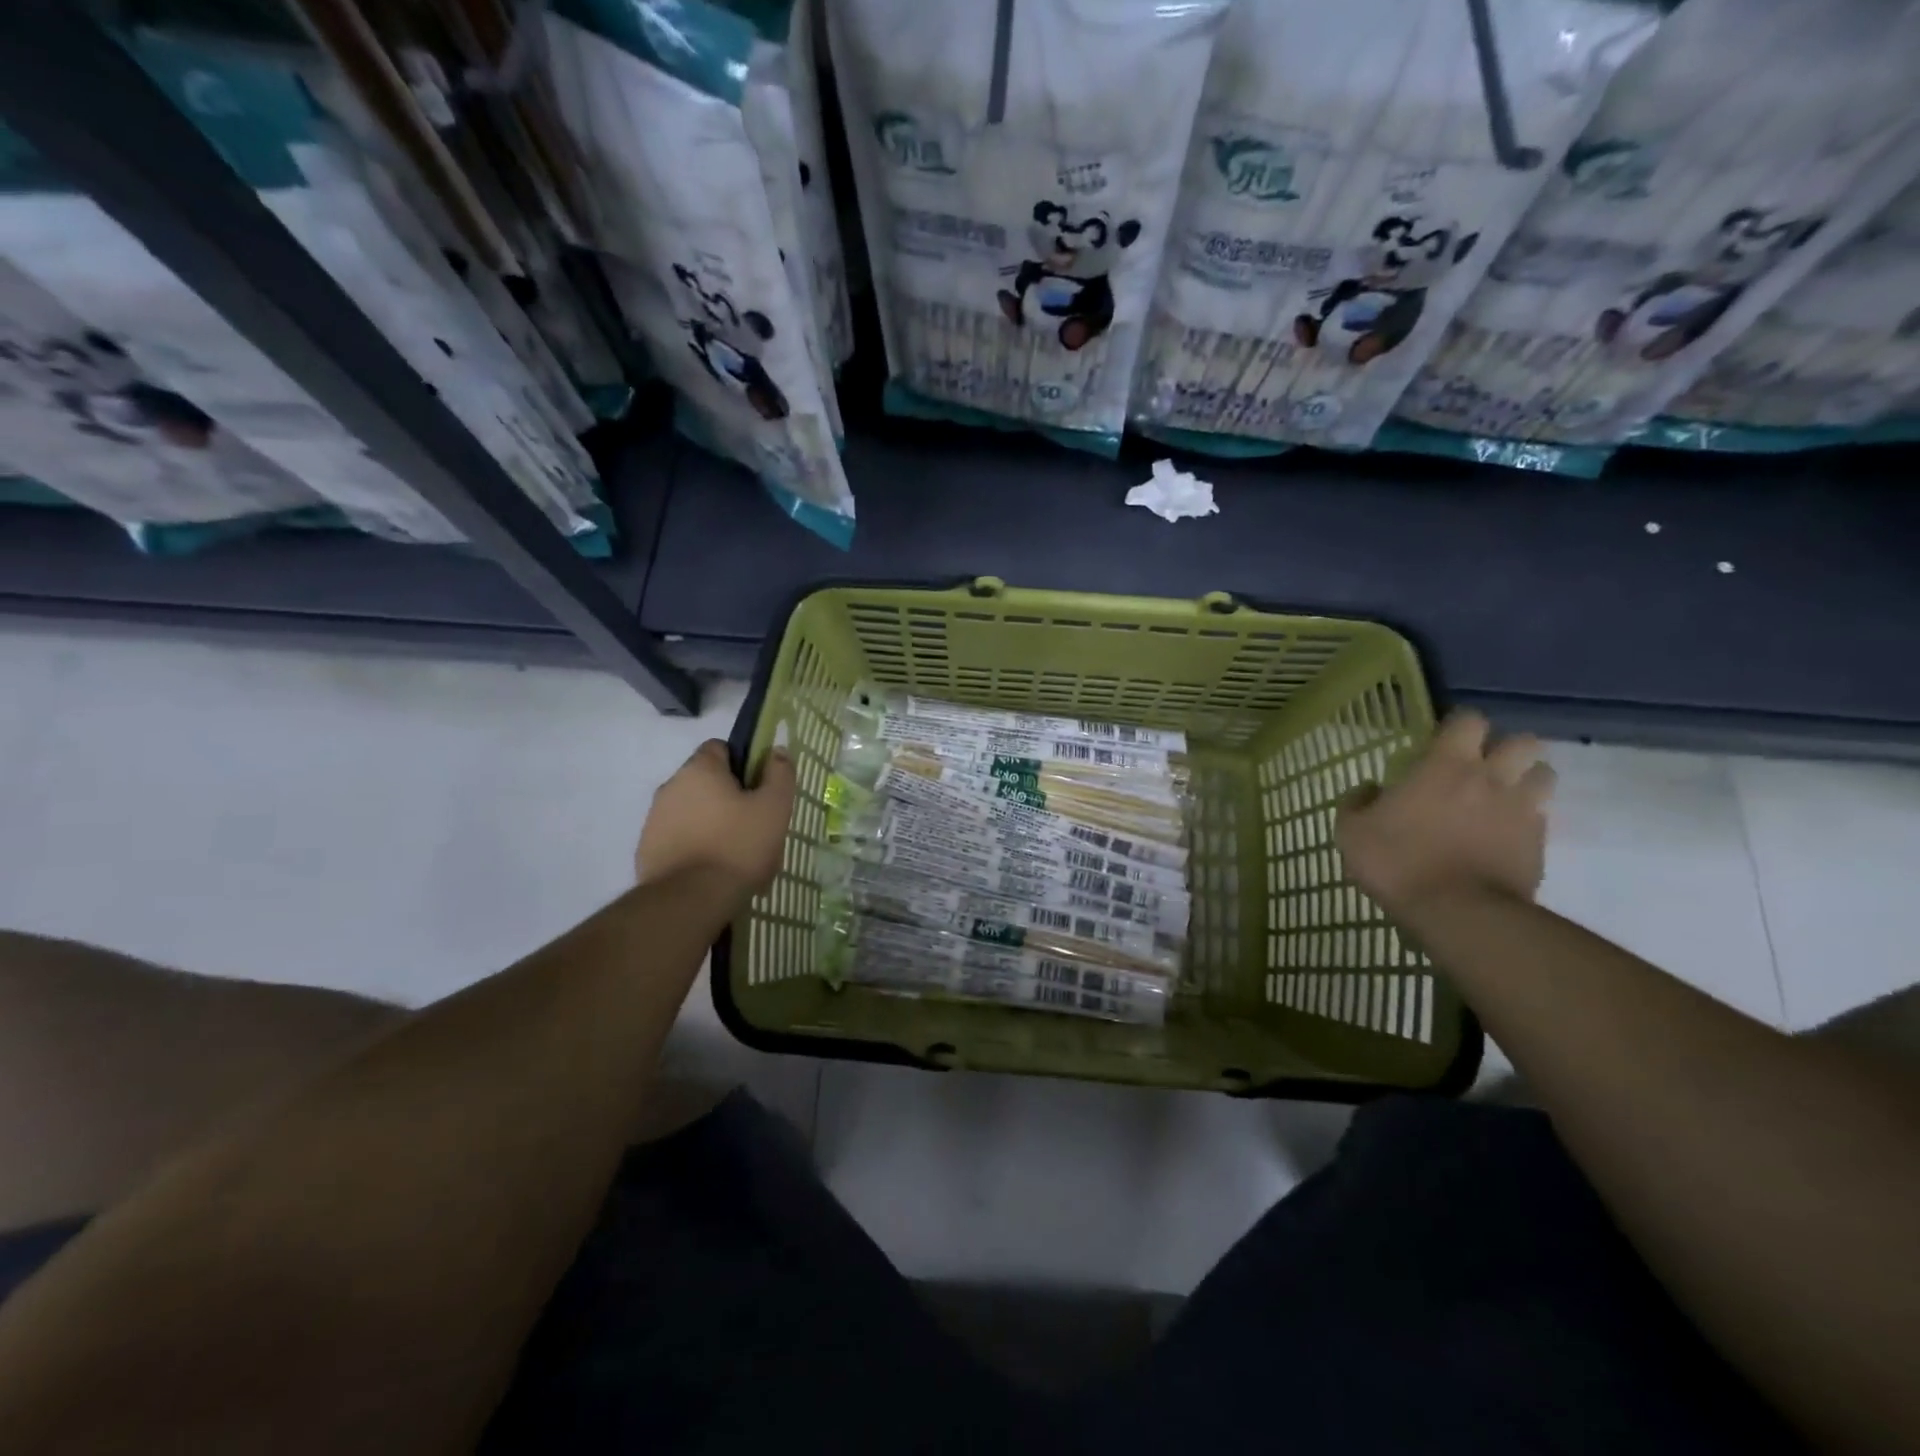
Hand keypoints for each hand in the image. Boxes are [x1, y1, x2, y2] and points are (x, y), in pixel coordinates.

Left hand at [636, 741, 794, 900]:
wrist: (690, 900)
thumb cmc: (738, 846)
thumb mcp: (774, 807)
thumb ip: (780, 773)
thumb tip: (777, 751)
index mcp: (699, 769)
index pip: (720, 748)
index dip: (743, 763)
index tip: (759, 789)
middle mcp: (670, 787)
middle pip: (706, 782)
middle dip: (729, 798)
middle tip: (754, 825)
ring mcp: (654, 820)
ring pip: (692, 812)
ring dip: (711, 824)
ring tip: (735, 855)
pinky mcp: (647, 851)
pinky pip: (678, 839)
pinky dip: (695, 847)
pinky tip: (713, 871)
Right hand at [1335, 710, 1554, 913]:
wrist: (1457, 913)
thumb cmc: (1398, 862)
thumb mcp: (1351, 832)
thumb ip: (1357, 803)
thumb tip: (1369, 789)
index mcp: (1446, 766)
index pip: (1468, 720)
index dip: (1458, 726)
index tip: (1442, 742)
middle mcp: (1491, 778)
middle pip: (1523, 741)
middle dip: (1507, 749)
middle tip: (1482, 767)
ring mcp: (1522, 811)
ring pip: (1544, 776)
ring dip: (1526, 780)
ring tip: (1502, 798)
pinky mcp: (1539, 845)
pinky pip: (1541, 819)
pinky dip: (1526, 822)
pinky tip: (1503, 838)